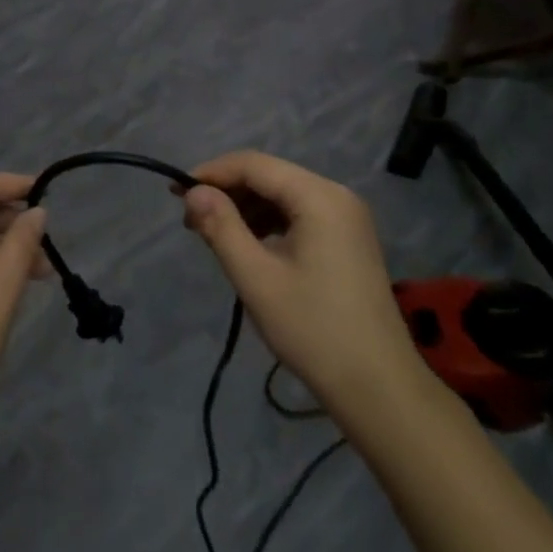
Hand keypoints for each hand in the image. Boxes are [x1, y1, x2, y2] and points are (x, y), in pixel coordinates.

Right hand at [182, 152, 424, 422]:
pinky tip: (247, 245)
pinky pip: (300, 215)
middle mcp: (337, 196)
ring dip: (246, 208)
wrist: (377, 386)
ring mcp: (347, 218)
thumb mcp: (256, 278)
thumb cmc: (313, 329)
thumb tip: (193, 192)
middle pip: (271, 176)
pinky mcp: (348, 240)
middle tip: (190, 220)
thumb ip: (221, 227)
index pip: (254, 165)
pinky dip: (269, 223)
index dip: (211, 173)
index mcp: (319, 197)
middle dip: (227, 192)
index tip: (175, 194)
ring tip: (211, 235)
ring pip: (284, 196)